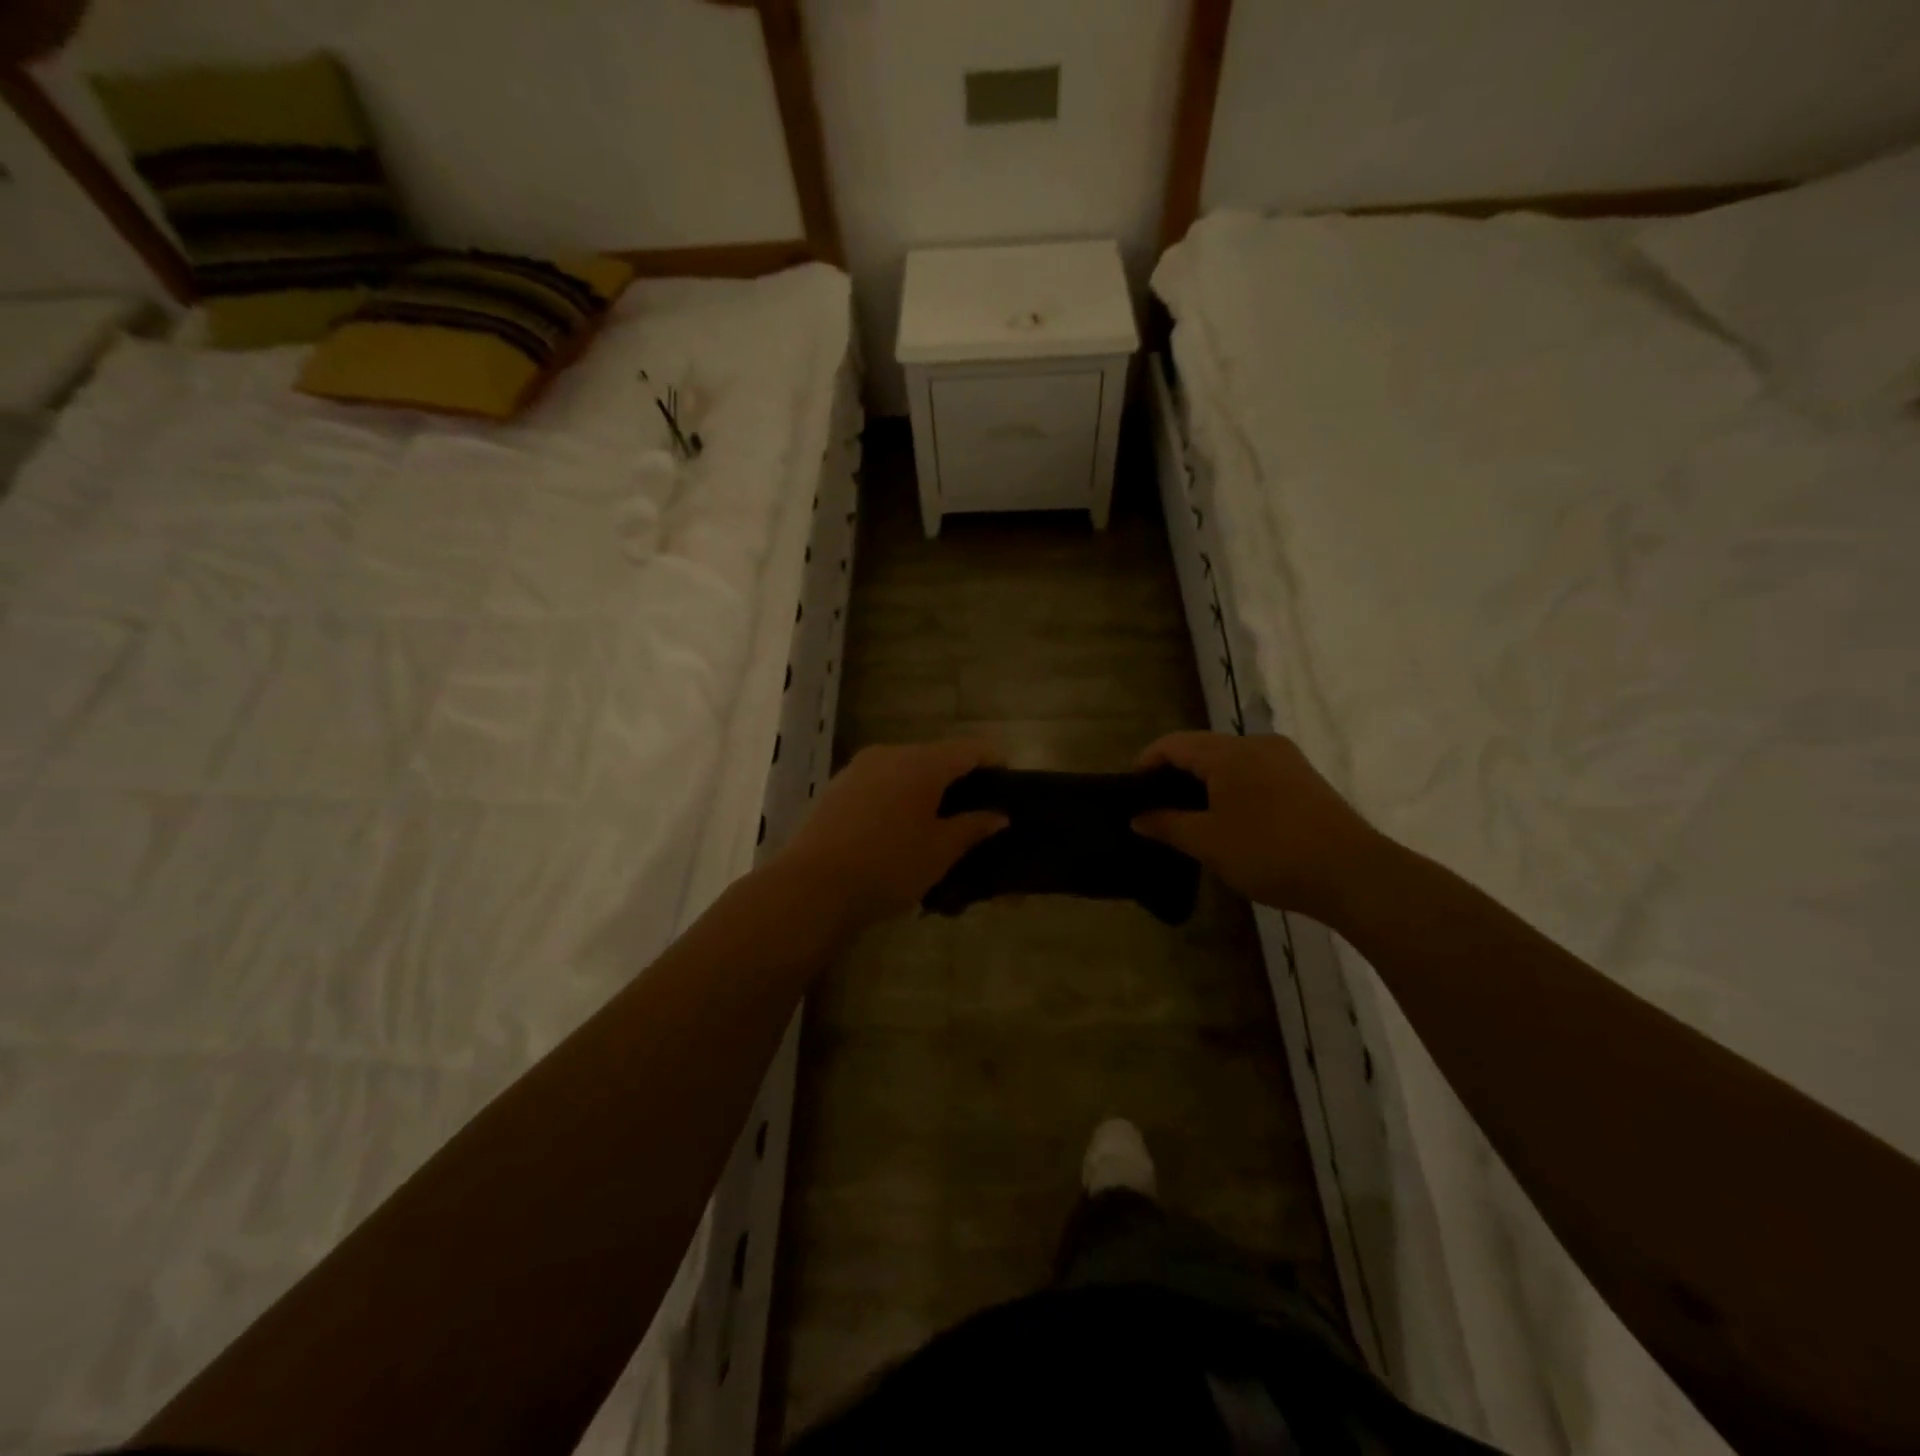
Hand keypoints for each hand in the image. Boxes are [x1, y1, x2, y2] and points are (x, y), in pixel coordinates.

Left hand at [777, 739, 1008, 930]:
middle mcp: (890, 754)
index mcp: (922, 763)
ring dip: (925, 788)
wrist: (812, 886)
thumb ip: (973, 827)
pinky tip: (898, 828)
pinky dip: (898, 796)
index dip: (993, 762)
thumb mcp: (940, 851)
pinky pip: (880, 782)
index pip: (969, 749)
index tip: (1008, 786)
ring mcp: (858, 768)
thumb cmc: (888, 866)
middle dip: (958, 779)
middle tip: (975, 813)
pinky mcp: (837, 787)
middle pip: (936, 756)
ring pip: (905, 769)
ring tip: (937, 824)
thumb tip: (999, 815)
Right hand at [1132, 731, 1384, 921]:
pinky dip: (1230, 788)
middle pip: (1201, 748)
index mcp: (1229, 752)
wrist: (1354, 874)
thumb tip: (1137, 816)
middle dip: (1173, 774)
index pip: (1173, 744)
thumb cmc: (1270, 853)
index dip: (1146, 764)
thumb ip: (1167, 824)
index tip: (1130, 793)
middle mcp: (1257, 744)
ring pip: (1229, 761)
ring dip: (1203, 782)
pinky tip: (1227, 819)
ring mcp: (1285, 760)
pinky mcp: (1303, 779)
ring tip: (1187, 817)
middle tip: (1155, 809)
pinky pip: (1253, 772)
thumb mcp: (1208, 842)